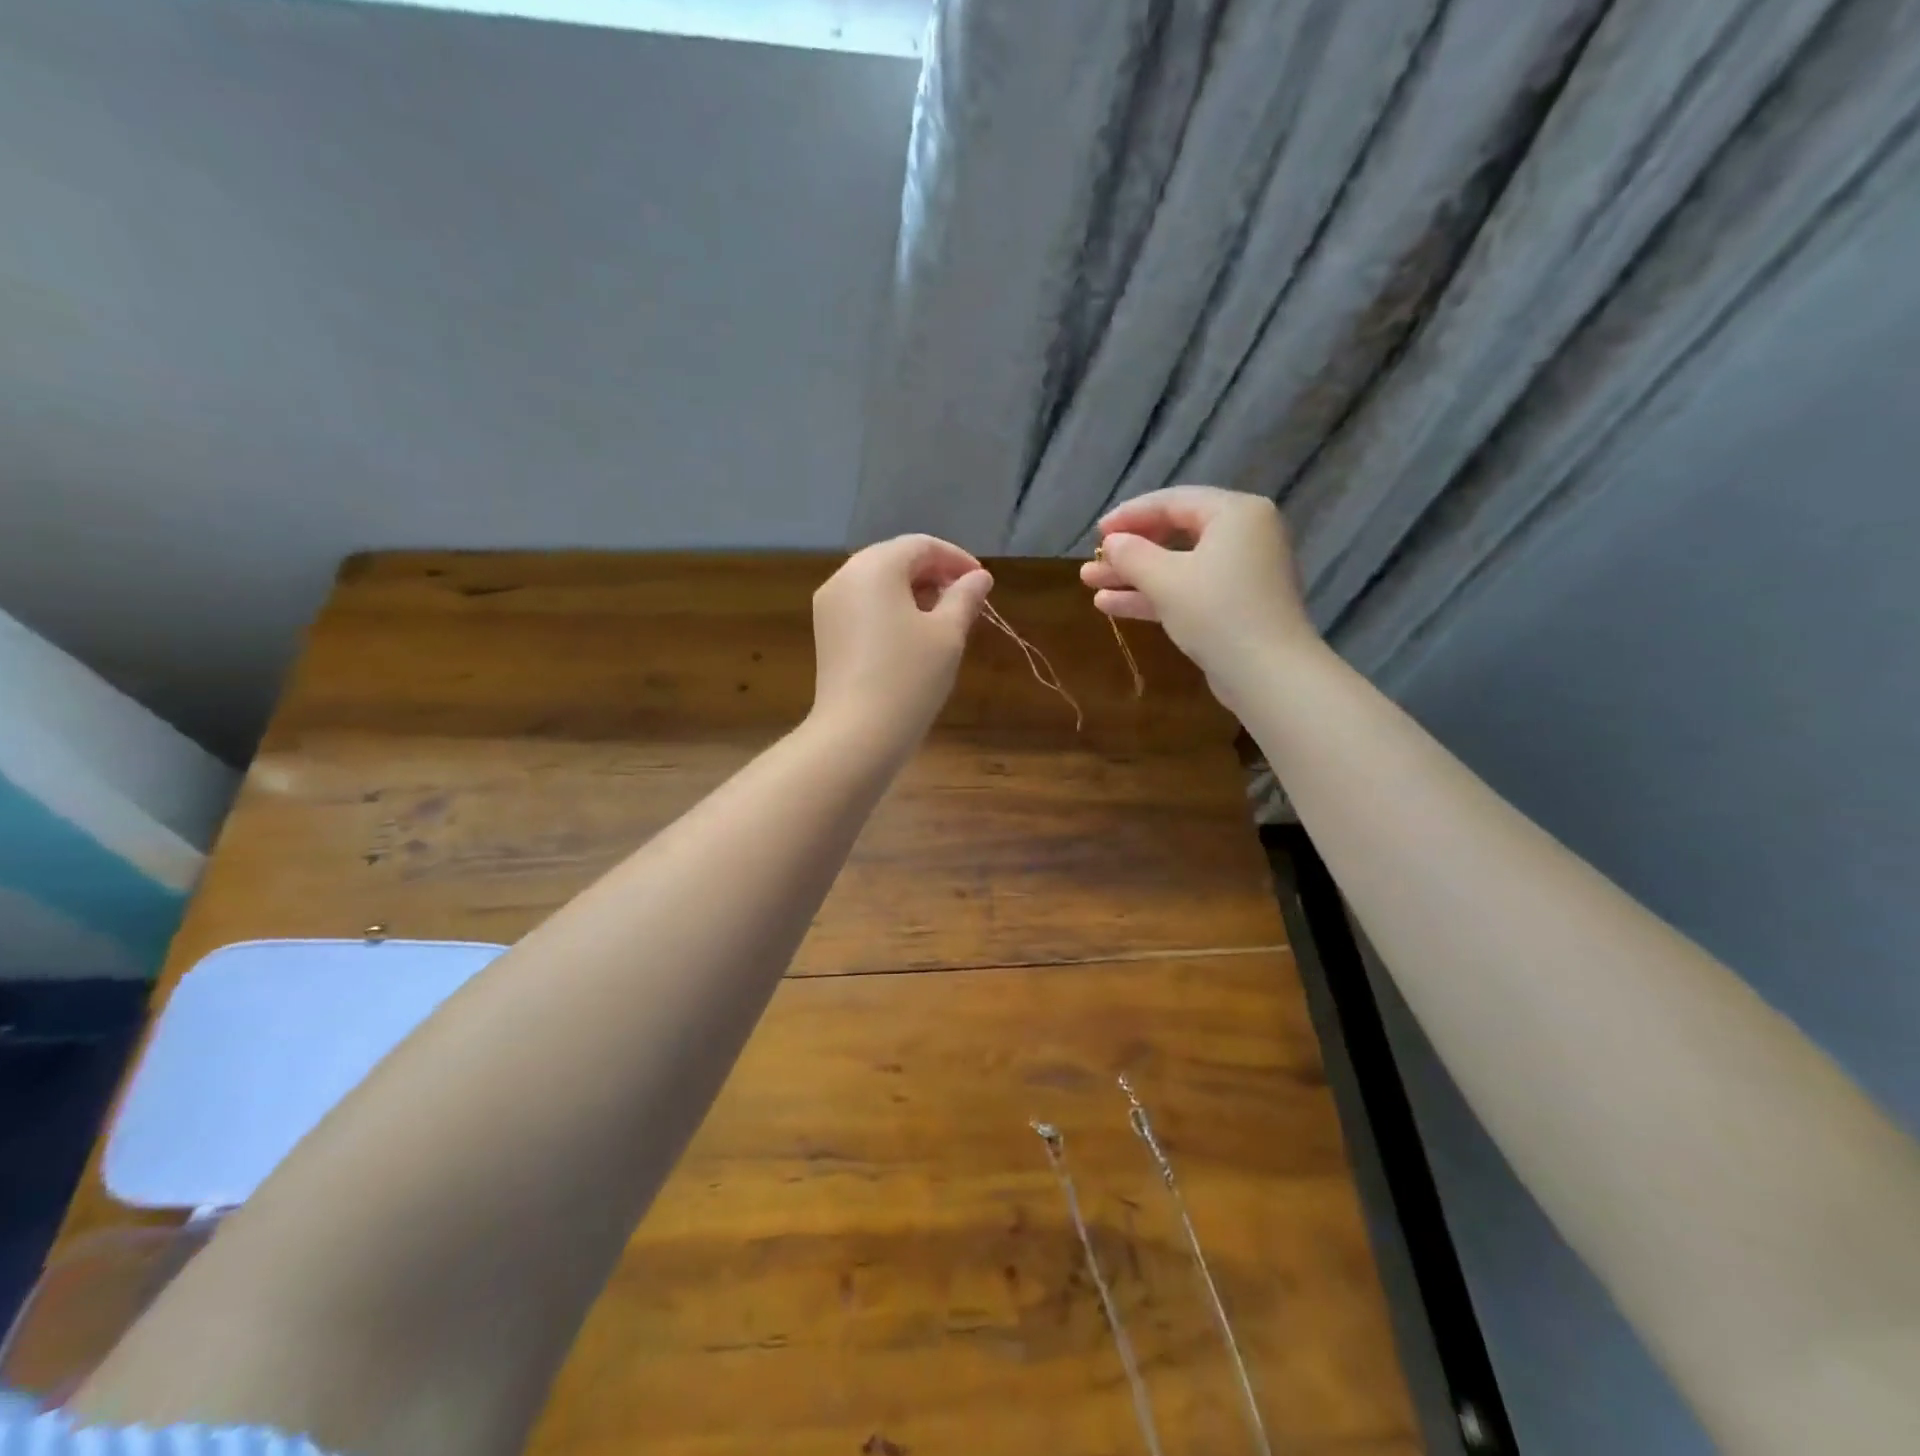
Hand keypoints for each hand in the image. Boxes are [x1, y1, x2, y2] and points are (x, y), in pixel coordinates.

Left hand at [811, 534, 993, 753]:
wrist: (857, 734)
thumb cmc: (909, 677)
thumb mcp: (948, 634)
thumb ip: (965, 598)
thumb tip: (979, 578)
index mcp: (875, 567)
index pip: (921, 545)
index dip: (956, 560)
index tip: (982, 583)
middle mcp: (845, 576)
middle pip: (896, 559)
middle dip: (934, 574)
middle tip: (965, 601)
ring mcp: (830, 606)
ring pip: (878, 583)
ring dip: (913, 592)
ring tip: (943, 620)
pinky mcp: (826, 633)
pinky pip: (864, 606)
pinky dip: (891, 609)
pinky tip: (913, 636)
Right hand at [1080, 485, 1318, 704]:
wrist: (1268, 674)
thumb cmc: (1217, 613)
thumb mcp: (1165, 580)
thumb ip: (1132, 555)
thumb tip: (1111, 543)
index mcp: (1236, 513)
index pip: (1173, 502)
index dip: (1130, 515)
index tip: (1096, 533)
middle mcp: (1244, 535)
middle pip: (1175, 533)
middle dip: (1129, 550)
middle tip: (1092, 561)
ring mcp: (1241, 572)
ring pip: (1178, 566)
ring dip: (1134, 576)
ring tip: (1090, 584)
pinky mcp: (1234, 605)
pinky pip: (1188, 589)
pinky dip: (1154, 595)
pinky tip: (1111, 605)